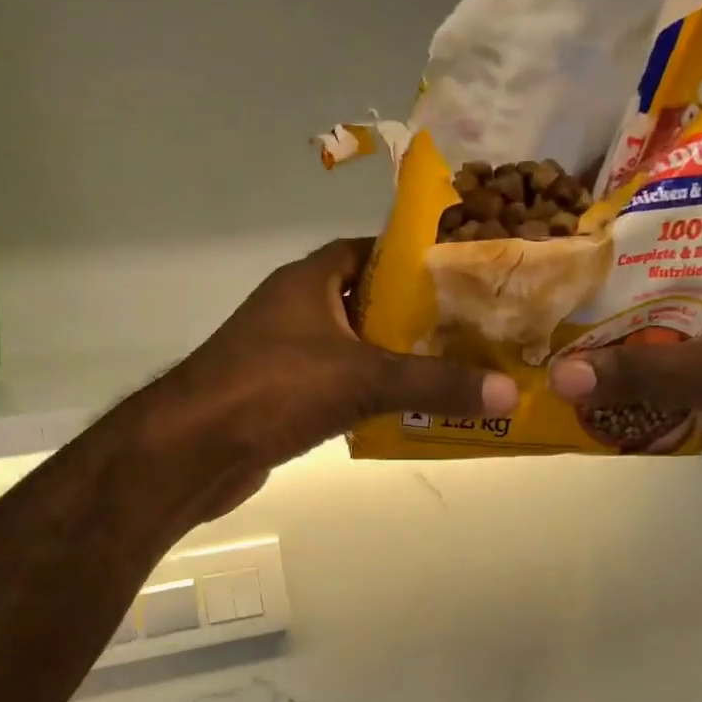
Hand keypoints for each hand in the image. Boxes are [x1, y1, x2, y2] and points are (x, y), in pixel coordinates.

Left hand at [143, 238, 517, 516]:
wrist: (192, 450)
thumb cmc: (274, 389)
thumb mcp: (364, 378)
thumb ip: (436, 383)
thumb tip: (509, 391)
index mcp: (310, 280)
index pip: (369, 251)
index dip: (413, 259)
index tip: (461, 275)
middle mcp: (296, 309)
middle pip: (368, 301)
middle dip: (415, 316)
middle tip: (471, 330)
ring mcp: (284, 353)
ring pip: (353, 347)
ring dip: (394, 359)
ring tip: (452, 369)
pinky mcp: (280, 396)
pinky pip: (337, 385)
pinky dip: (369, 394)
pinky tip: (405, 411)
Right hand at [550, 226, 701, 515]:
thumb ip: (639, 373)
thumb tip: (559, 375)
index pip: (679, 215)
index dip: (625, 218)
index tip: (572, 228)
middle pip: (662, 274)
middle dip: (610, 286)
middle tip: (553, 292)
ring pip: (668, 319)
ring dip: (626, 331)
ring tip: (566, 334)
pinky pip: (681, 358)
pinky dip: (649, 367)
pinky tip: (609, 379)